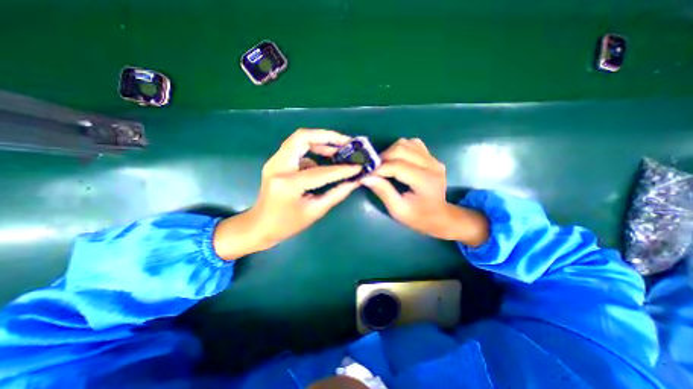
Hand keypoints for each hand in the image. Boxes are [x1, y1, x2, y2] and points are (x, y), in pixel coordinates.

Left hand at [215, 129, 358, 259]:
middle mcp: (278, 166)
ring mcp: (274, 161)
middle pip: (303, 137)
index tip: (359, 166)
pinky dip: (313, 151)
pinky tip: (324, 161)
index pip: (321, 171)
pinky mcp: (276, 162)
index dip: (342, 169)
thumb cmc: (287, 224)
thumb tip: (355, 181)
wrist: (259, 226)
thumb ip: (336, 194)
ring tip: (339, 150)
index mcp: (288, 183)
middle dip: (328, 137)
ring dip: (321, 141)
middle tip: (347, 143)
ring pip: (299, 139)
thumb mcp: (315, 211)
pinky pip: (297, 149)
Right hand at [363, 138, 486, 243]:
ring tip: (383, 165)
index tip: (366, 174)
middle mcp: (432, 165)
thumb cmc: (418, 217)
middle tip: (373, 170)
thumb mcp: (398, 210)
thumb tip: (366, 177)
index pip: (398, 166)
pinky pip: (412, 144)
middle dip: (382, 158)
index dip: (379, 168)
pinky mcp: (431, 157)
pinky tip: (395, 161)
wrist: (439, 216)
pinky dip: (399, 149)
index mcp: (426, 181)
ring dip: (390, 152)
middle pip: (401, 149)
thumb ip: (383, 191)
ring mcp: (433, 159)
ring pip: (405, 143)